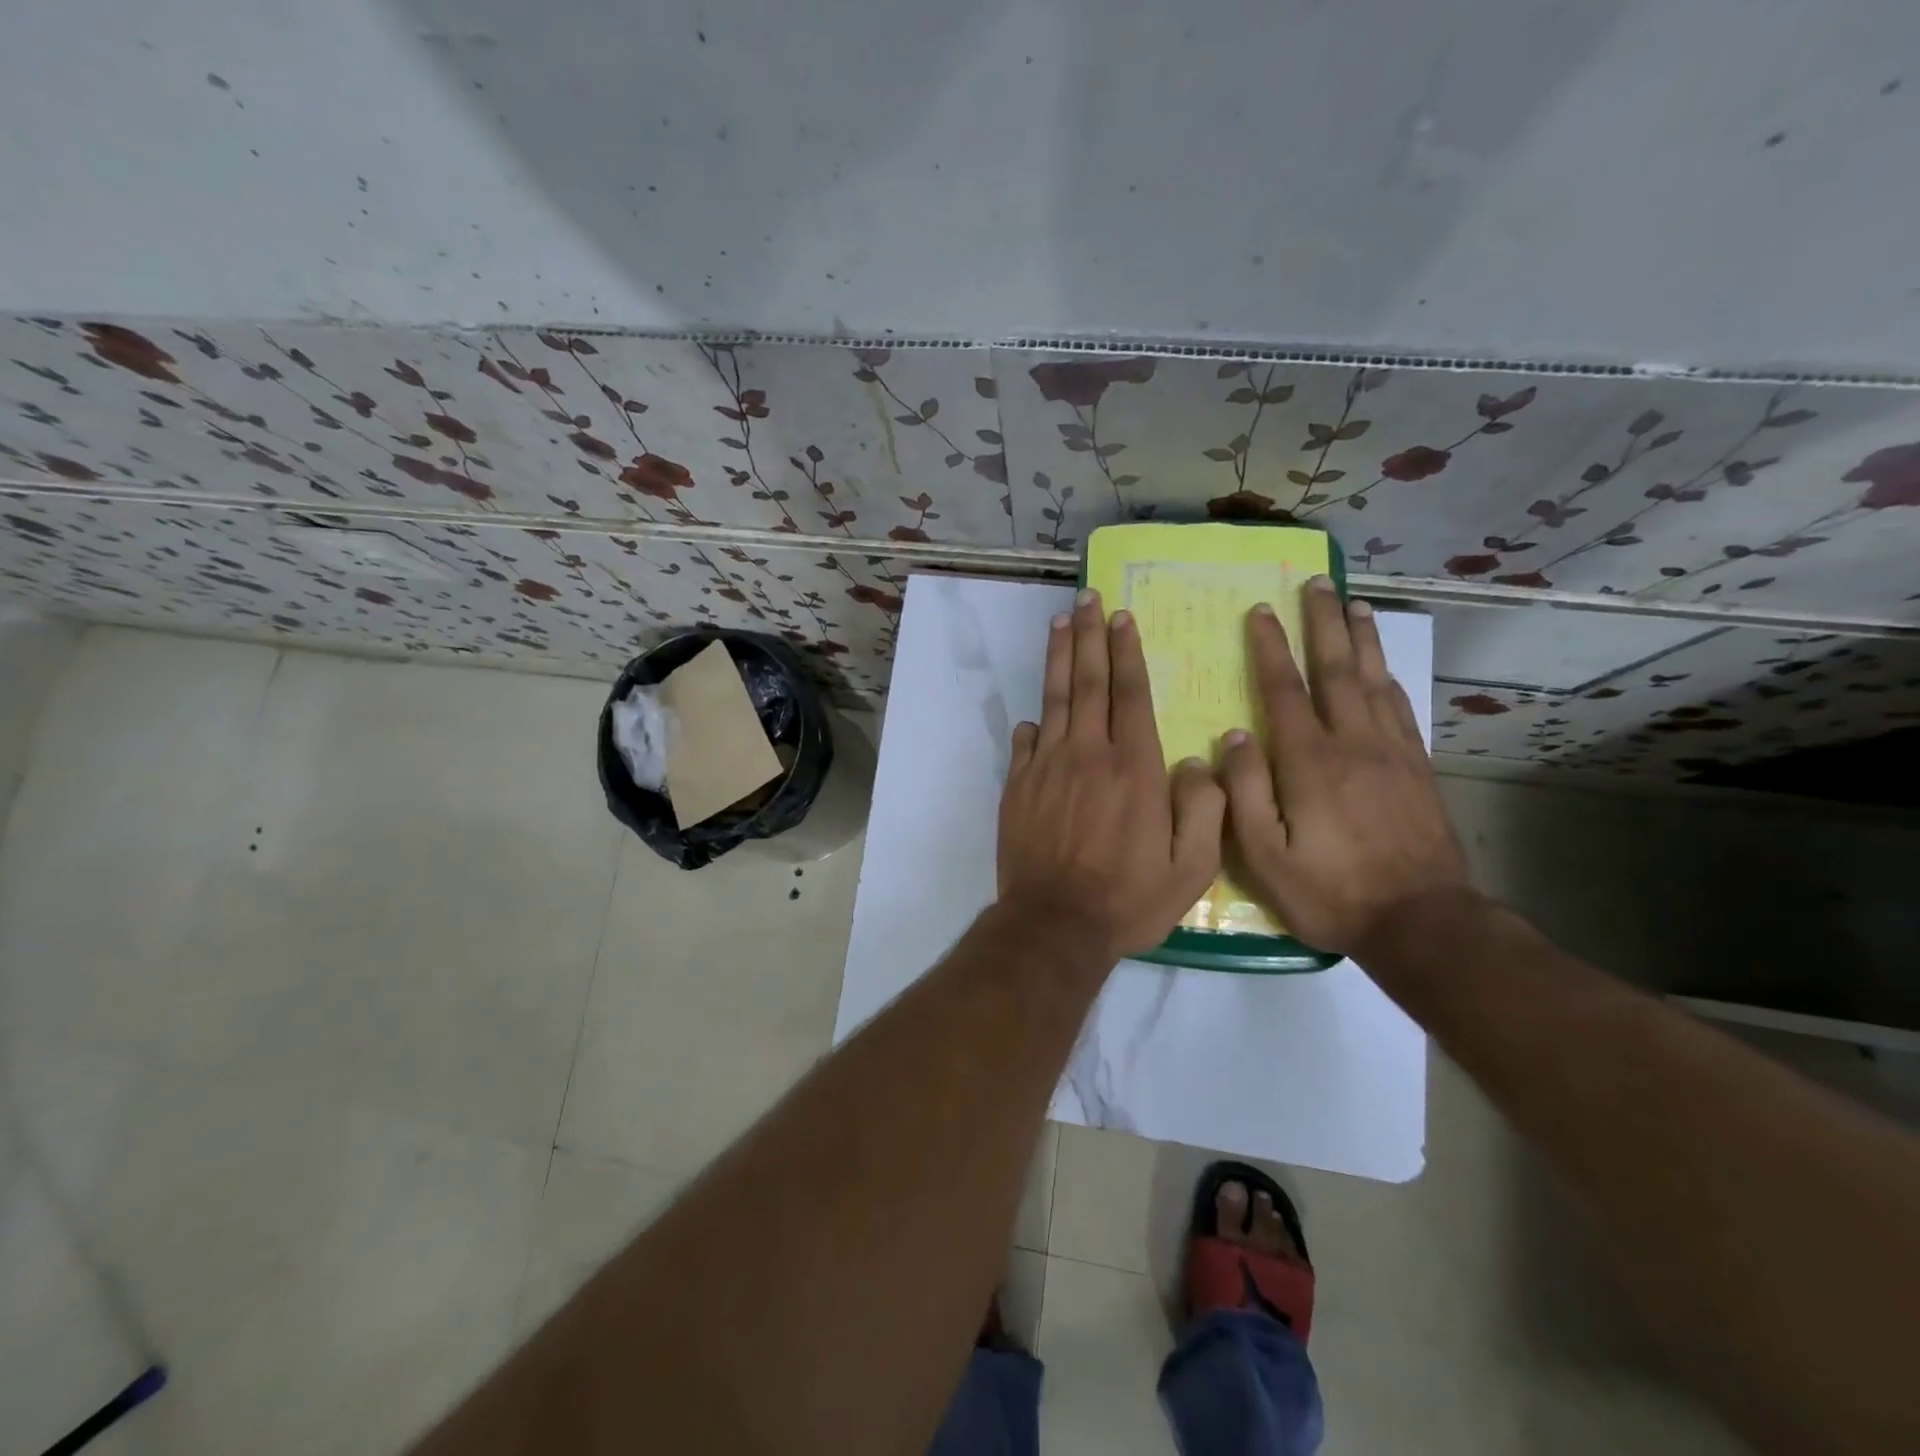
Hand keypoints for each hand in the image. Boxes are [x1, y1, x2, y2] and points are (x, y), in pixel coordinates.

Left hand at [999, 590, 1225, 960]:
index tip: (1120, 617)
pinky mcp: (1018, 787)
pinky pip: (1025, 743)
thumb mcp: (1192, 868)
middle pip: (1088, 683)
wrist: (1055, 924)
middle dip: (1088, 637)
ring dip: (1059, 659)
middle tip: (1085, 599)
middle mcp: (1087, 755)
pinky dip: (1032, 723)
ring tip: (1060, 624)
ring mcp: (1046, 768)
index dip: (1125, 652)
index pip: (1129, 694)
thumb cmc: (1129, 899)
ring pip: (1054, 700)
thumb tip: (1199, 761)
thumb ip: (1204, 809)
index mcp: (1133, 767)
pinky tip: (1035, 712)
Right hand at [1220, 578, 1472, 955]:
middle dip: (1322, 623)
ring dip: (1361, 638)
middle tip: (1315, 582)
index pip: (1285, 690)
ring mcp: (1392, 752)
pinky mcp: (1417, 768)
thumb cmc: (1330, 891)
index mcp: (1310, 762)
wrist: (1421, 920)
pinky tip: (1383, 666)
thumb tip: (1233, 735)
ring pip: (1374, 680)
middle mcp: (1353, 743)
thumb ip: (1243, 792)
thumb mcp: (1265, 855)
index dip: (1271, 648)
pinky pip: (1401, 707)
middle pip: (1336, 669)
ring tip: (1353, 603)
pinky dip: (1389, 676)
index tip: (1261, 611)